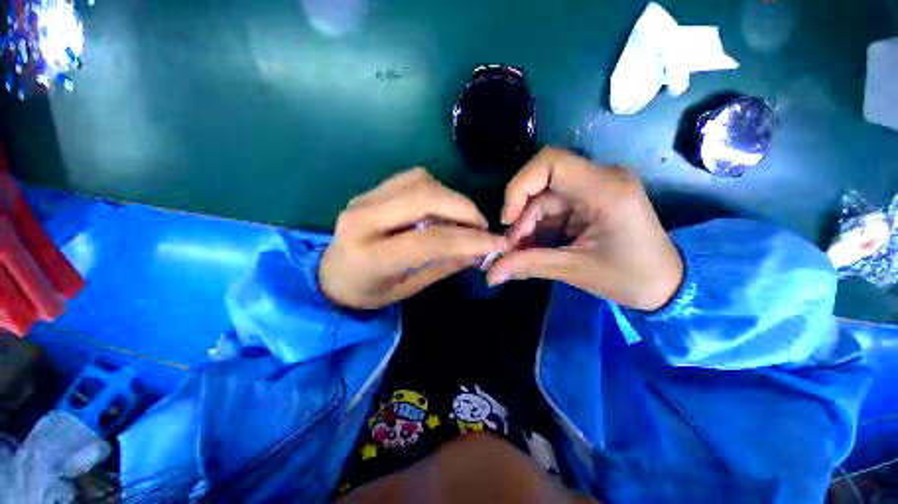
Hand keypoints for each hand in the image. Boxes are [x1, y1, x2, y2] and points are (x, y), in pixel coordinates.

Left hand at [320, 168, 505, 308]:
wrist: (331, 275)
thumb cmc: (369, 292)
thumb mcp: (408, 289)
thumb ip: (443, 266)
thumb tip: (479, 251)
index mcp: (370, 255)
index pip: (429, 240)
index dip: (468, 239)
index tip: (496, 242)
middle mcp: (363, 219)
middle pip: (424, 198)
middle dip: (463, 208)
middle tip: (482, 225)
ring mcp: (364, 198)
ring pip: (420, 181)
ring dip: (450, 197)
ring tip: (463, 218)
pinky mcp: (370, 190)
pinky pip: (411, 177)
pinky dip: (435, 189)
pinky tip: (441, 207)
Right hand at [488, 147, 682, 310]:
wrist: (667, 285)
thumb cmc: (631, 278)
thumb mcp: (575, 270)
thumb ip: (529, 266)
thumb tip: (491, 274)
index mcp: (605, 189)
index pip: (550, 163)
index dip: (519, 186)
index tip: (507, 220)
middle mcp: (600, 179)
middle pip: (541, 184)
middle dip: (521, 217)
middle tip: (510, 248)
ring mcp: (594, 189)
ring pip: (543, 198)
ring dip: (527, 225)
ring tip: (519, 253)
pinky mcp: (589, 201)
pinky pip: (552, 208)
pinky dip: (537, 228)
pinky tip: (533, 247)